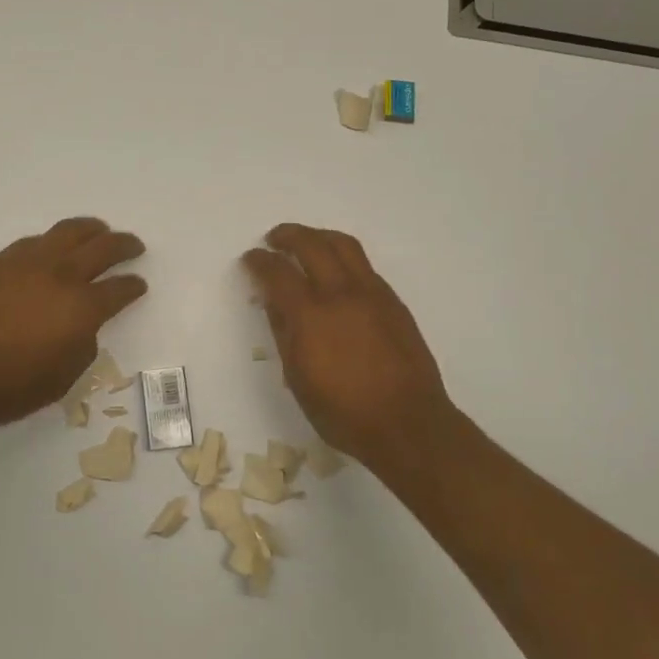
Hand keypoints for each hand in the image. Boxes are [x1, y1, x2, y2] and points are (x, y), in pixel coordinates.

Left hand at [0, 217, 146, 438]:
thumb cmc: (7, 388)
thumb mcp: (61, 379)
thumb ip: (80, 346)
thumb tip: (80, 328)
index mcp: (82, 307)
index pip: (119, 289)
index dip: (133, 286)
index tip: (139, 285)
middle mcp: (60, 275)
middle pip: (102, 248)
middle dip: (123, 245)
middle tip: (134, 245)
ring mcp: (26, 263)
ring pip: (67, 232)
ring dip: (90, 230)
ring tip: (98, 231)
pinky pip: (34, 242)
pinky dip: (52, 241)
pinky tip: (51, 248)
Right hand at [242, 223, 457, 473]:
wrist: (407, 422)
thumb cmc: (344, 412)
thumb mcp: (298, 378)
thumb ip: (283, 332)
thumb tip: (272, 300)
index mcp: (310, 315)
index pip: (278, 273)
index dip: (259, 261)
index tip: (251, 258)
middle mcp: (341, 294)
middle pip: (311, 245)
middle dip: (288, 235)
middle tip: (274, 239)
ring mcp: (372, 293)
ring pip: (344, 245)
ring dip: (318, 236)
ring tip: (306, 242)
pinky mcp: (393, 301)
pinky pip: (364, 265)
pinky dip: (343, 256)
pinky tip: (336, 271)